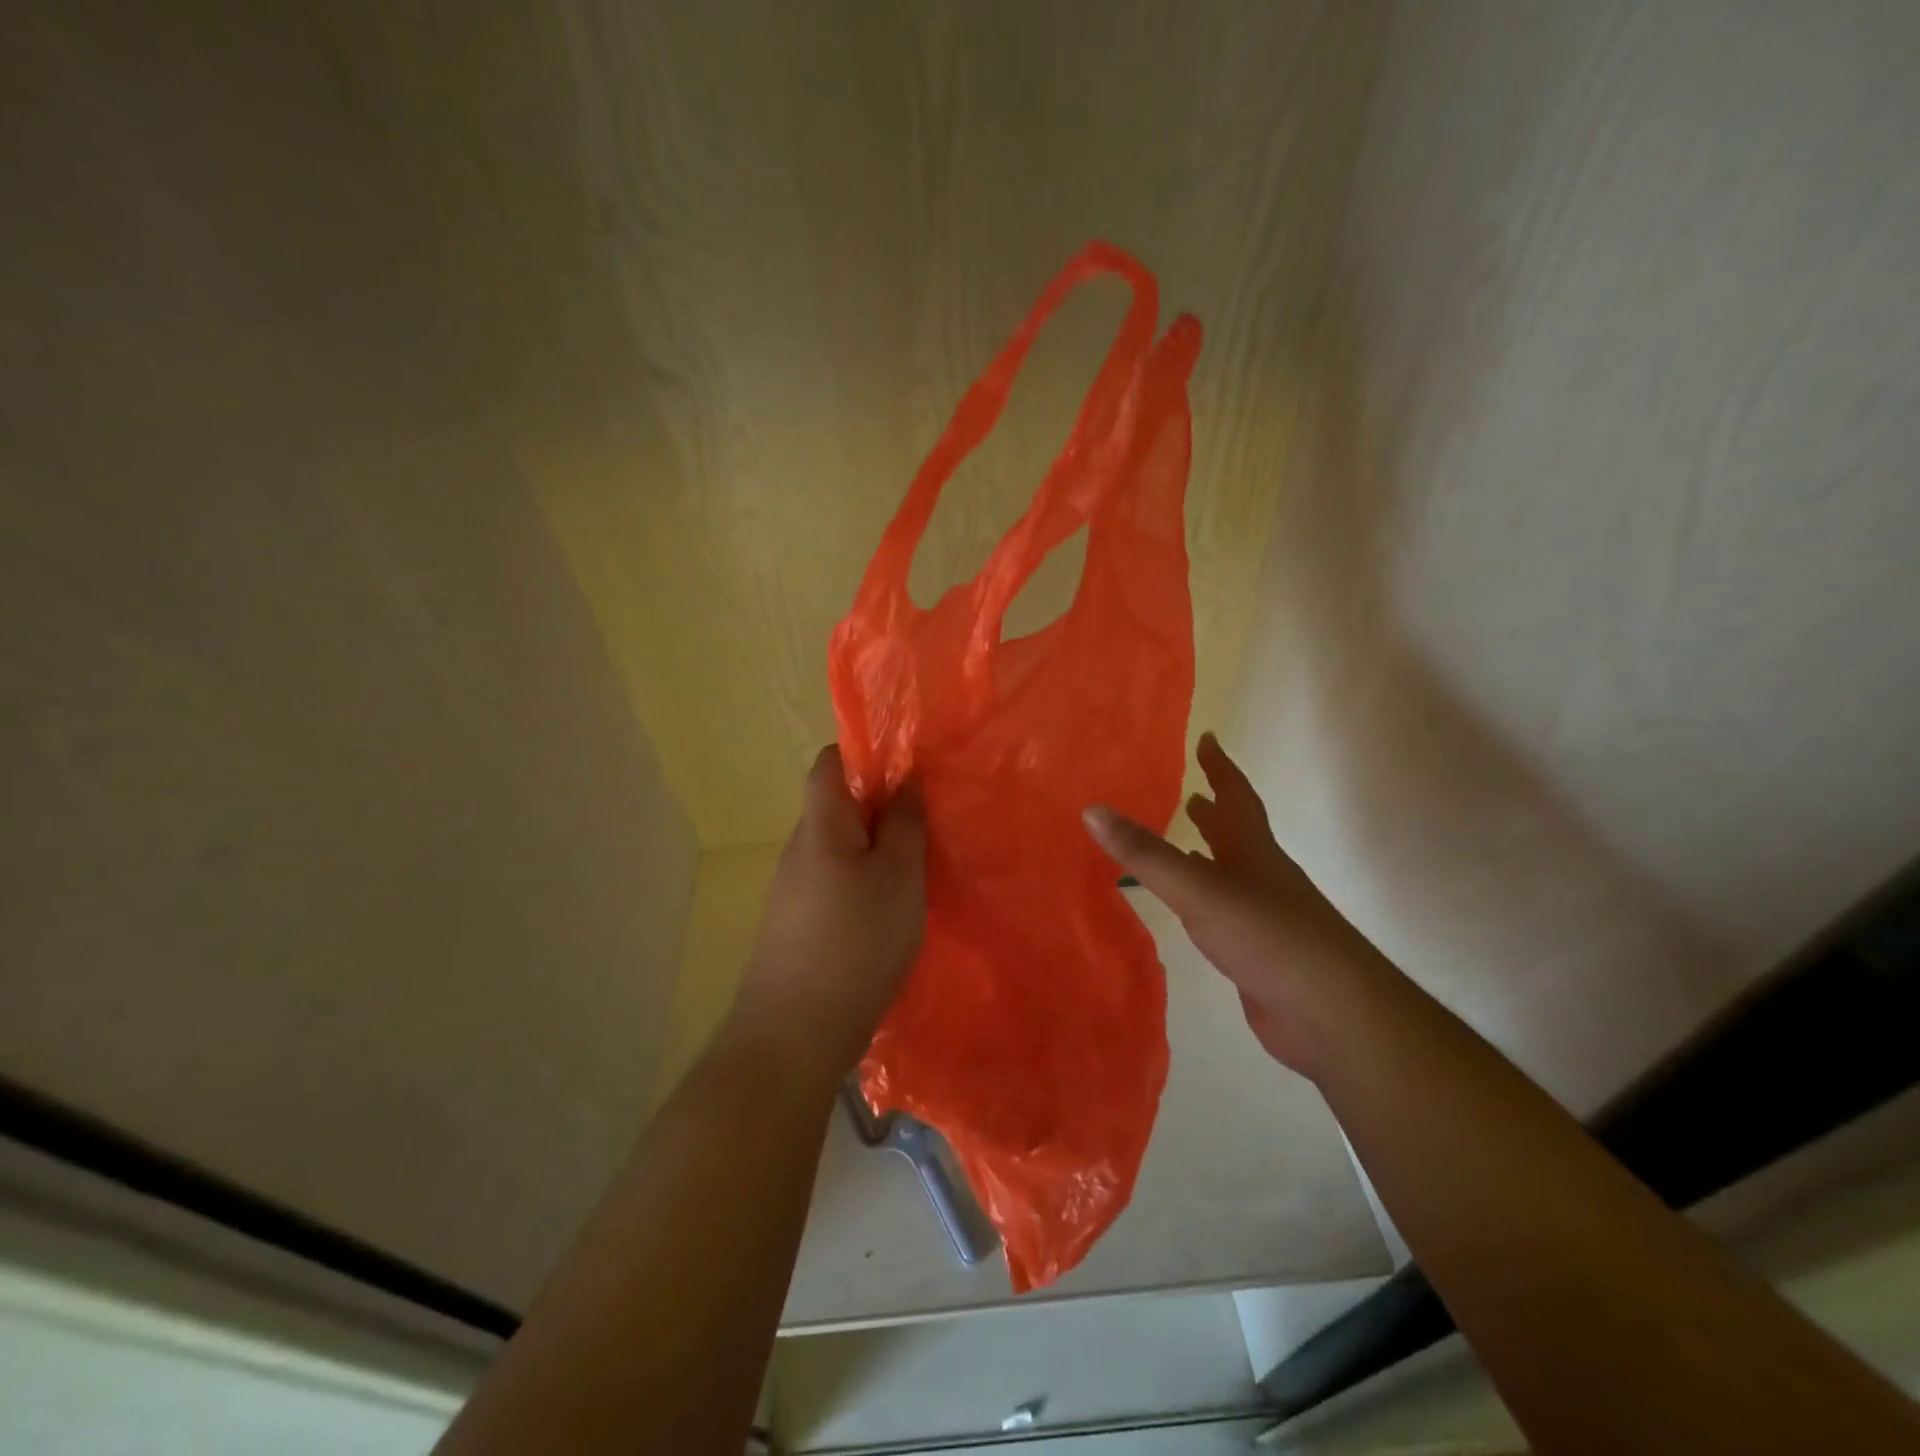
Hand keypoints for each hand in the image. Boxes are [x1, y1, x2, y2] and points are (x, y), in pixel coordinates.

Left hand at [730, 745, 926, 1080]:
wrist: (796, 1032)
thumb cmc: (856, 940)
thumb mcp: (898, 875)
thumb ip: (904, 823)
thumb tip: (905, 778)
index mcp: (821, 825)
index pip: (829, 763)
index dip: (864, 753)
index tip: (908, 768)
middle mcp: (800, 850)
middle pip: (838, 807)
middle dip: (882, 808)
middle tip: (929, 823)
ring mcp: (795, 890)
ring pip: (841, 850)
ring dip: (877, 851)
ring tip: (920, 868)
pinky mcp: (799, 925)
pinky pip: (837, 884)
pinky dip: (865, 885)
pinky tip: (893, 912)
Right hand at [1082, 733, 1386, 1077]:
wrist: (1331, 1013)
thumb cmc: (1268, 935)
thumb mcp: (1199, 889)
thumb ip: (1146, 853)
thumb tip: (1092, 809)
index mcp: (1252, 850)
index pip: (1235, 795)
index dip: (1219, 766)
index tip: (1207, 738)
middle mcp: (1261, 875)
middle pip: (1236, 832)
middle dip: (1213, 810)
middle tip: (1187, 794)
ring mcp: (1263, 915)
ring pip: (1230, 872)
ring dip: (1208, 854)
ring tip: (1179, 843)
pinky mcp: (1258, 951)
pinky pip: (1223, 911)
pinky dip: (1204, 899)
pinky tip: (1189, 910)